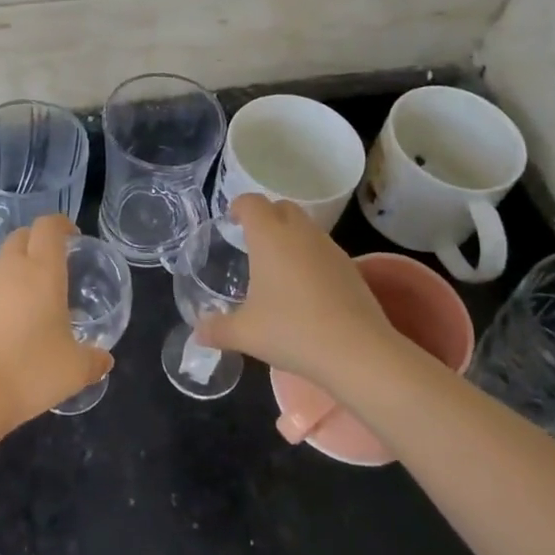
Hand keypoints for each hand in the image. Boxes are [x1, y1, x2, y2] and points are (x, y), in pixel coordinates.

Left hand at [0, 213, 111, 429]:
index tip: (73, 237)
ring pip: (2, 265)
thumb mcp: (75, 369)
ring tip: (33, 305)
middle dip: (37, 241)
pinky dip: (0, 299)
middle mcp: (10, 271)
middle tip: (54, 265)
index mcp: (42, 272)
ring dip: (17, 272)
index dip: (61, 224)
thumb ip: (94, 360)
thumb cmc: (32, 370)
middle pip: (21, 236)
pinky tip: (8, 331)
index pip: (48, 227)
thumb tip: (105, 360)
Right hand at [195, 195, 397, 385]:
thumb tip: (197, 333)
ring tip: (278, 266)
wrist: (357, 351)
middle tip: (253, 241)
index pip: (252, 202)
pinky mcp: (350, 267)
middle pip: (282, 207)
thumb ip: (217, 330)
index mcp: (269, 236)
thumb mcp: (245, 334)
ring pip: (306, 227)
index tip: (231, 220)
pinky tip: (305, 288)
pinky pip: (323, 249)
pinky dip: (310, 257)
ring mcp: (329, 248)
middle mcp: (300, 233)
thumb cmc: (292, 331)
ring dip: (290, 236)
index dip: (239, 206)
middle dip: (266, 216)